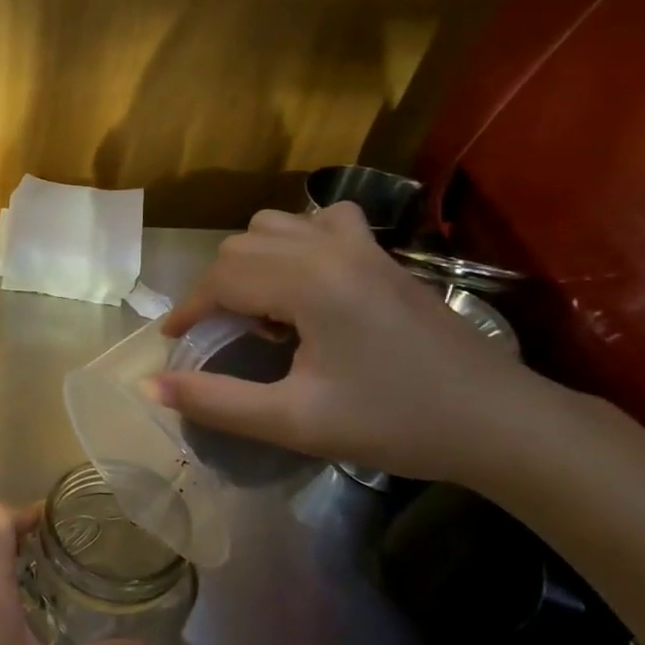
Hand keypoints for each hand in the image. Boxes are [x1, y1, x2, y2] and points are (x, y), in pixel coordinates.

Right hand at [153, 203, 534, 482]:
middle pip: (242, 247)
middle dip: (216, 288)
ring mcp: (363, 246)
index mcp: (309, 283)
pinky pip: (322, 221)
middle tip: (218, 336)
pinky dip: (295, 239)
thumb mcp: (293, 422)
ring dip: (250, 260)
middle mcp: (331, 249)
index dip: (188, 310)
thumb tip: (149, 385)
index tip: (174, 342)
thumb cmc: (393, 423)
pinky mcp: (384, 255)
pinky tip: (302, 277)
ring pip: (276, 225)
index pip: (222, 278)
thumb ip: (215, 402)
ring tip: (258, 309)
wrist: (496, 422)